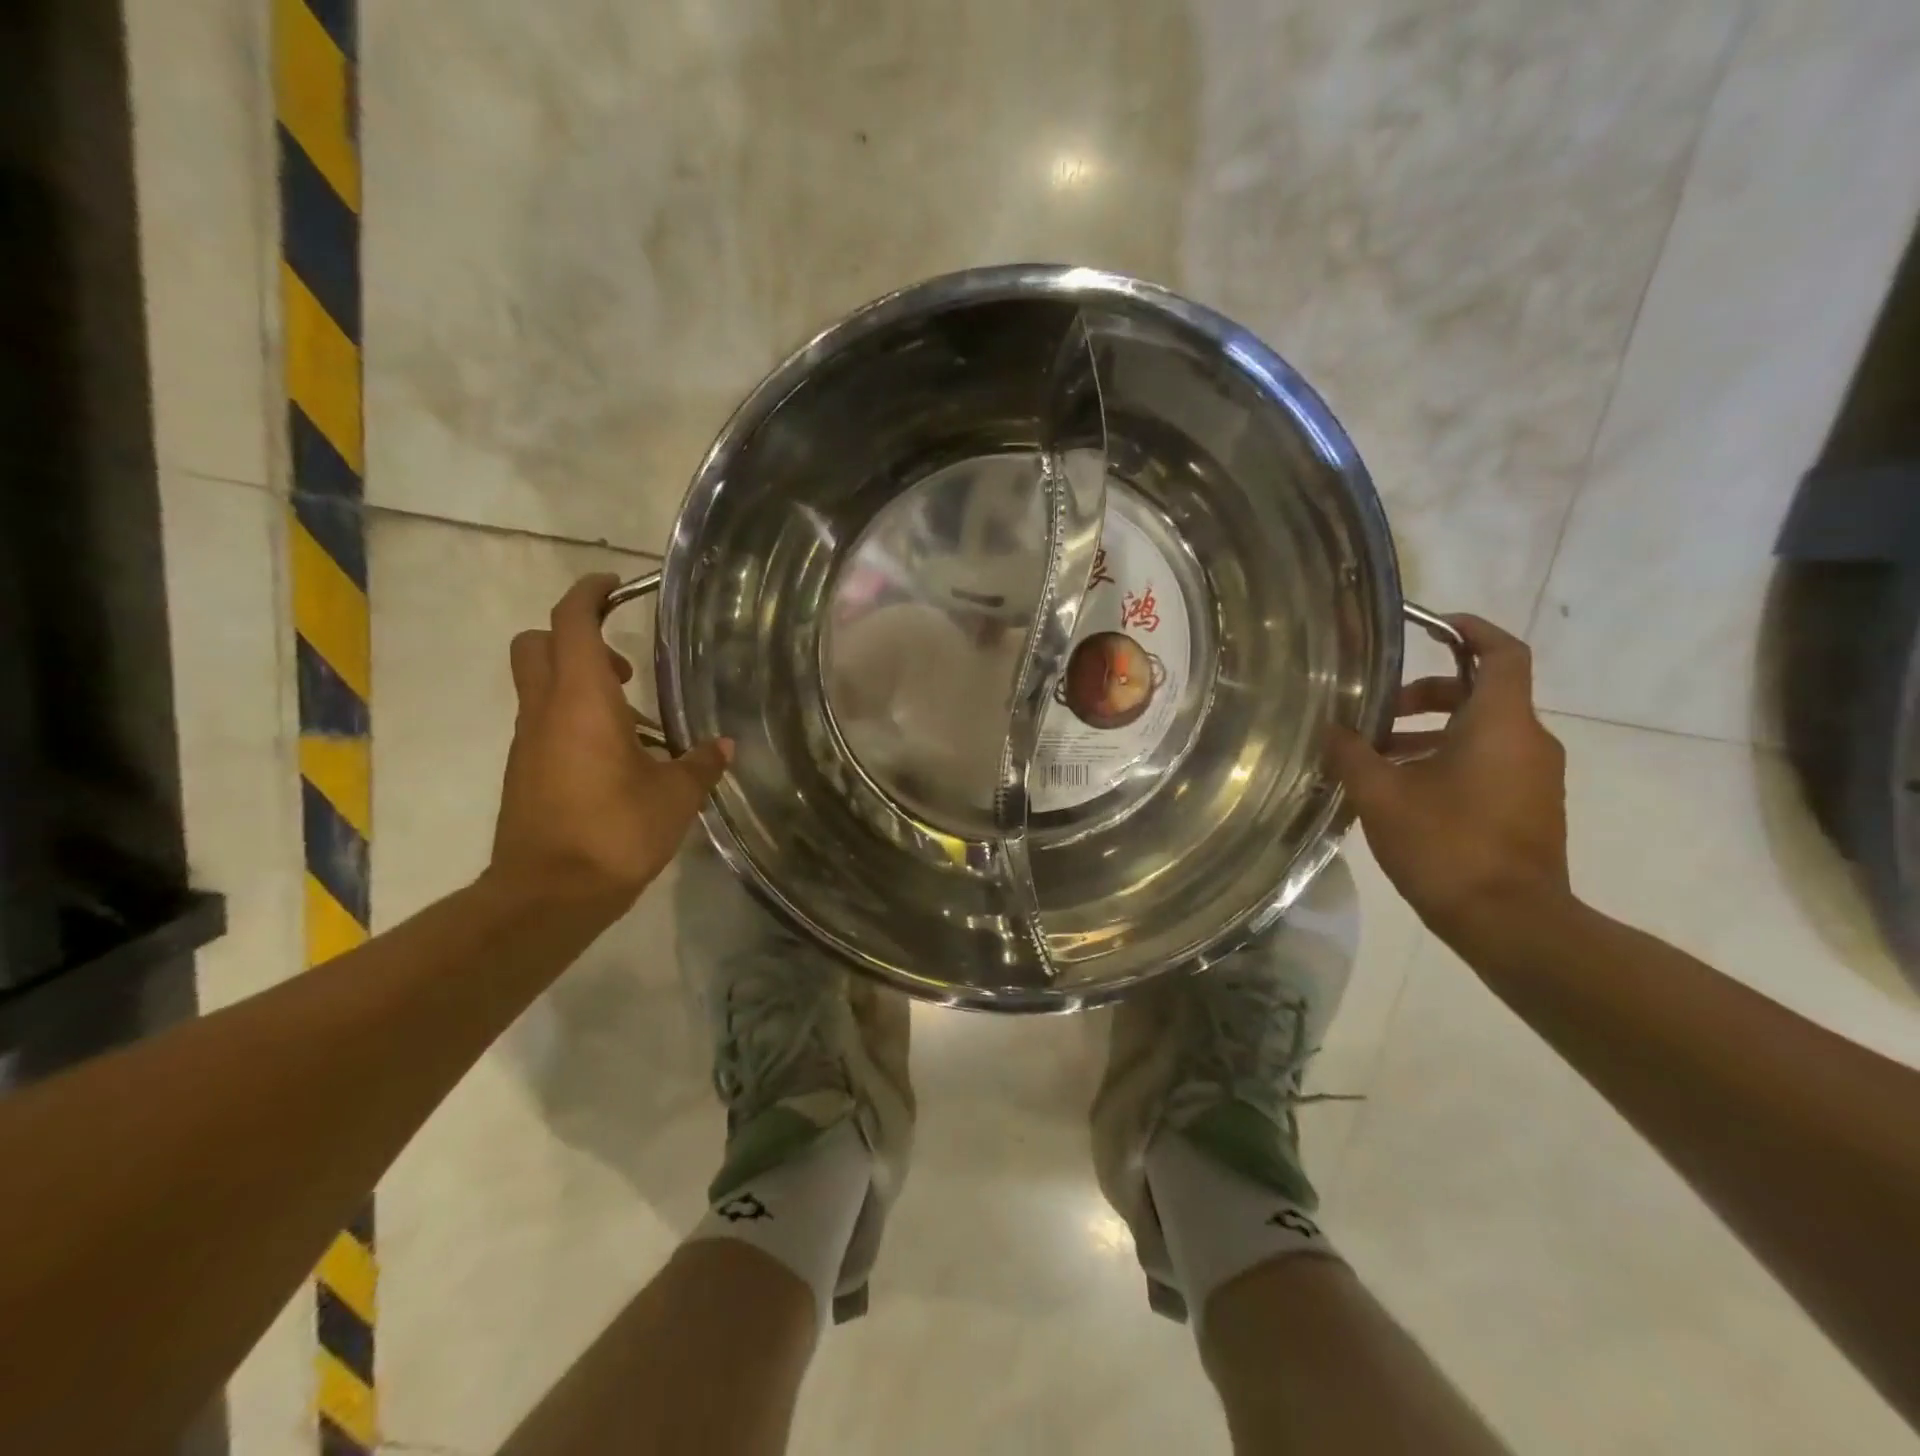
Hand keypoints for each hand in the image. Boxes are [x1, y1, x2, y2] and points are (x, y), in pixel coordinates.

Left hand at [486, 574, 730, 915]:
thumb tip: (723, 747)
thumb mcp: (674, 796)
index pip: (572, 622)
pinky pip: (545, 723)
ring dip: (578, 682)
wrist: (548, 895)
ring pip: (539, 685)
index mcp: (581, 700)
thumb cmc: (614, 831)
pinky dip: (574, 719)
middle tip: (623, 664)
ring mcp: (529, 742)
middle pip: (538, 643)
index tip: (616, 586)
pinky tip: (617, 758)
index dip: (589, 593)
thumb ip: (700, 763)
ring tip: (633, 719)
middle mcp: (545, 710)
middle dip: (575, 636)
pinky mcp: (525, 771)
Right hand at [1327, 614, 1568, 946]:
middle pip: (1482, 694)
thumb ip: (1352, 754)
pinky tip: (1401, 790)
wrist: (1511, 923)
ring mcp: (1534, 778)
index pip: (1502, 653)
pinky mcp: (1529, 808)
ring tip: (1376, 756)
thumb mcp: (1382, 795)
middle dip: (1428, 693)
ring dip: (1430, 733)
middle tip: (1378, 711)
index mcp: (1501, 724)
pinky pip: (1488, 763)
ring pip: (1481, 733)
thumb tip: (1330, 730)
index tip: (1431, 624)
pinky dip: (1446, 760)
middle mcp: (1528, 742)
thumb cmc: (1447, 845)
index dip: (1471, 629)